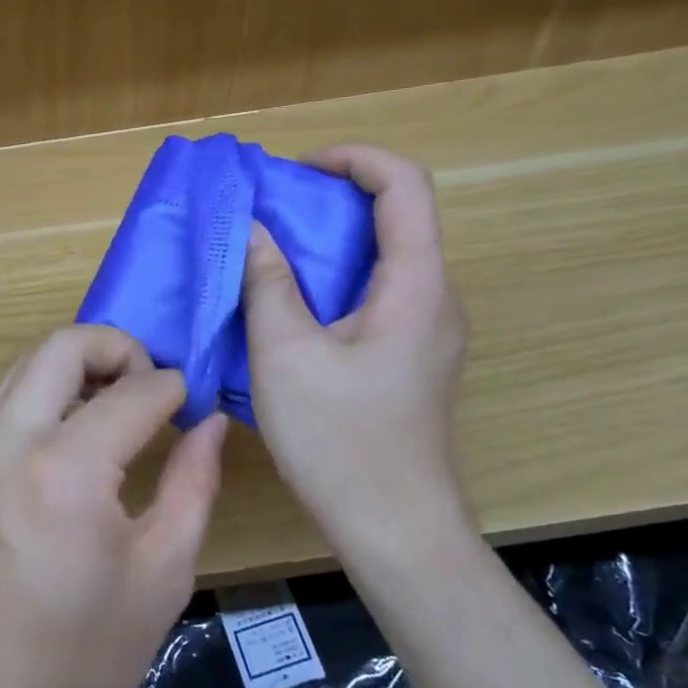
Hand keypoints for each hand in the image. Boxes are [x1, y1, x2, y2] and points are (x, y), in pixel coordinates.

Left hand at [0, 325, 226, 687]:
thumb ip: (193, 482)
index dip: (173, 388)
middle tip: (151, 386)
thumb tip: (209, 421)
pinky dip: (47, 392)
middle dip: (117, 347)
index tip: (192, 404)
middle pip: (62, 344)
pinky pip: (7, 398)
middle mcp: (8, 441)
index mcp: (65, 470)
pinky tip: (78, 433)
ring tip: (119, 404)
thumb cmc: (86, 656)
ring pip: (27, 363)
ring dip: (78, 365)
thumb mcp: (163, 572)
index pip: (132, 392)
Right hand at [242, 144, 469, 552]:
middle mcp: (436, 297)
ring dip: (331, 240)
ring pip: (387, 255)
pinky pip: (380, 291)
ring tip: (273, 252)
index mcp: (416, 285)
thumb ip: (268, 282)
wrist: (395, 529)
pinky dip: (336, 277)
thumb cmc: (339, 440)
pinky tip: (293, 305)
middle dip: (333, 198)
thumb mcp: (285, 355)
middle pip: (398, 215)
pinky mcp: (413, 354)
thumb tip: (252, 229)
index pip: (405, 184)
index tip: (296, 172)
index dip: (354, 158)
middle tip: (272, 212)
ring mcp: (429, 329)